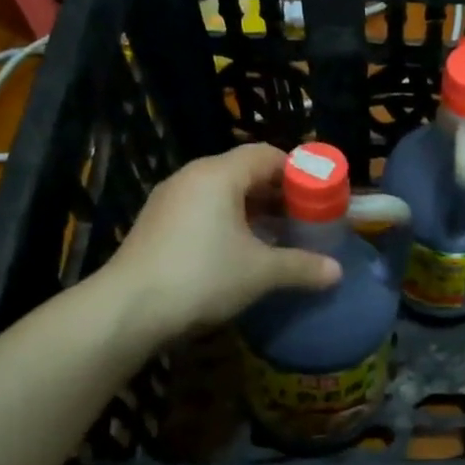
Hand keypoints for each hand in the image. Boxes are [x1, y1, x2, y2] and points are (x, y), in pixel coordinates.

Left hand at [97, 144, 340, 338]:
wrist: (128, 310)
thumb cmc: (202, 276)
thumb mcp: (261, 272)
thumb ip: (302, 266)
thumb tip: (337, 272)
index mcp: (219, 174)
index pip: (267, 155)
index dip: (298, 171)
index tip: (319, 195)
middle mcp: (192, 177)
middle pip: (244, 172)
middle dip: (278, 194)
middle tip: (304, 218)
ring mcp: (170, 200)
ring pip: (223, 194)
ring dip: (254, 211)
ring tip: (279, 236)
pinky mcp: (157, 224)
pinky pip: (203, 211)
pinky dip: (229, 223)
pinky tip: (242, 252)